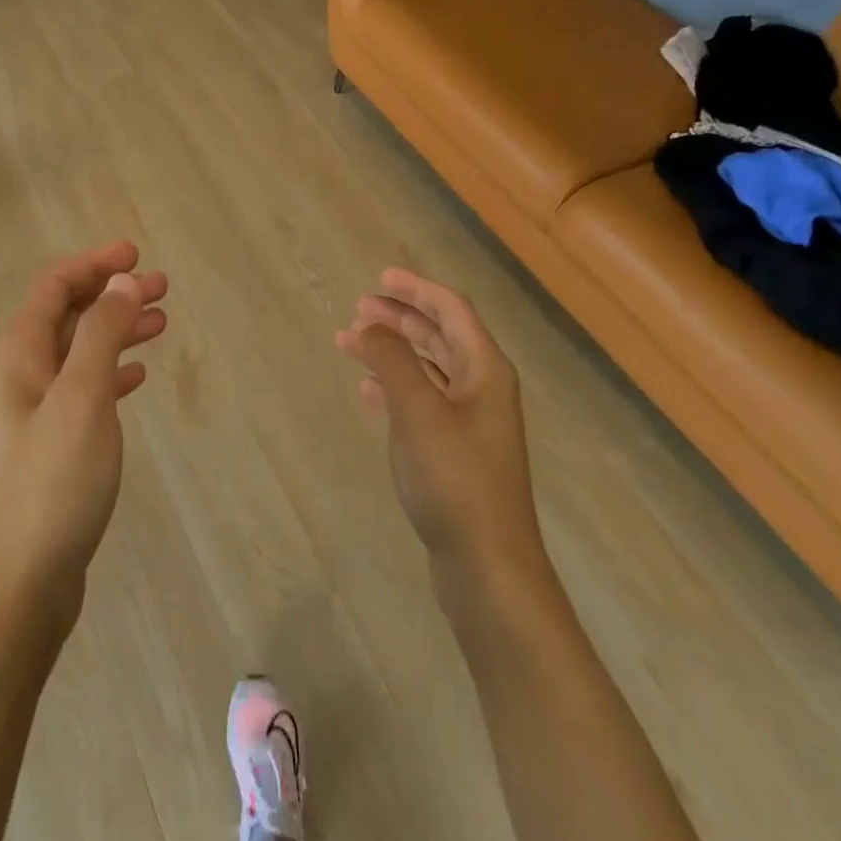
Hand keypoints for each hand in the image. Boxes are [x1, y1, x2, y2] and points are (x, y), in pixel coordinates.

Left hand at [0, 241, 167, 623]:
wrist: (17, 584)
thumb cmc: (51, 483)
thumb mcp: (82, 398)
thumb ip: (101, 333)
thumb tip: (119, 280)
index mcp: (18, 353)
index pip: (55, 286)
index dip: (95, 263)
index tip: (137, 254)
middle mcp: (19, 374)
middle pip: (68, 315)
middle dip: (112, 294)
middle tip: (162, 288)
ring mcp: (32, 412)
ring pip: (79, 352)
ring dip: (116, 331)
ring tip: (160, 324)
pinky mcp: (49, 445)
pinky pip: (83, 389)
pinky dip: (111, 372)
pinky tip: (137, 377)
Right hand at [337, 270, 542, 587]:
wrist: (486, 562)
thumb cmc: (454, 478)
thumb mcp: (418, 411)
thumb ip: (392, 361)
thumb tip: (369, 324)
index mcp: (485, 370)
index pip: (452, 310)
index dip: (416, 289)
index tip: (379, 278)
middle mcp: (482, 388)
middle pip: (441, 335)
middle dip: (401, 318)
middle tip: (359, 310)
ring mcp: (471, 421)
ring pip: (429, 368)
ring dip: (394, 351)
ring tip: (353, 344)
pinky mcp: (455, 450)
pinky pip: (423, 401)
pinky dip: (395, 387)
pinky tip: (368, 392)